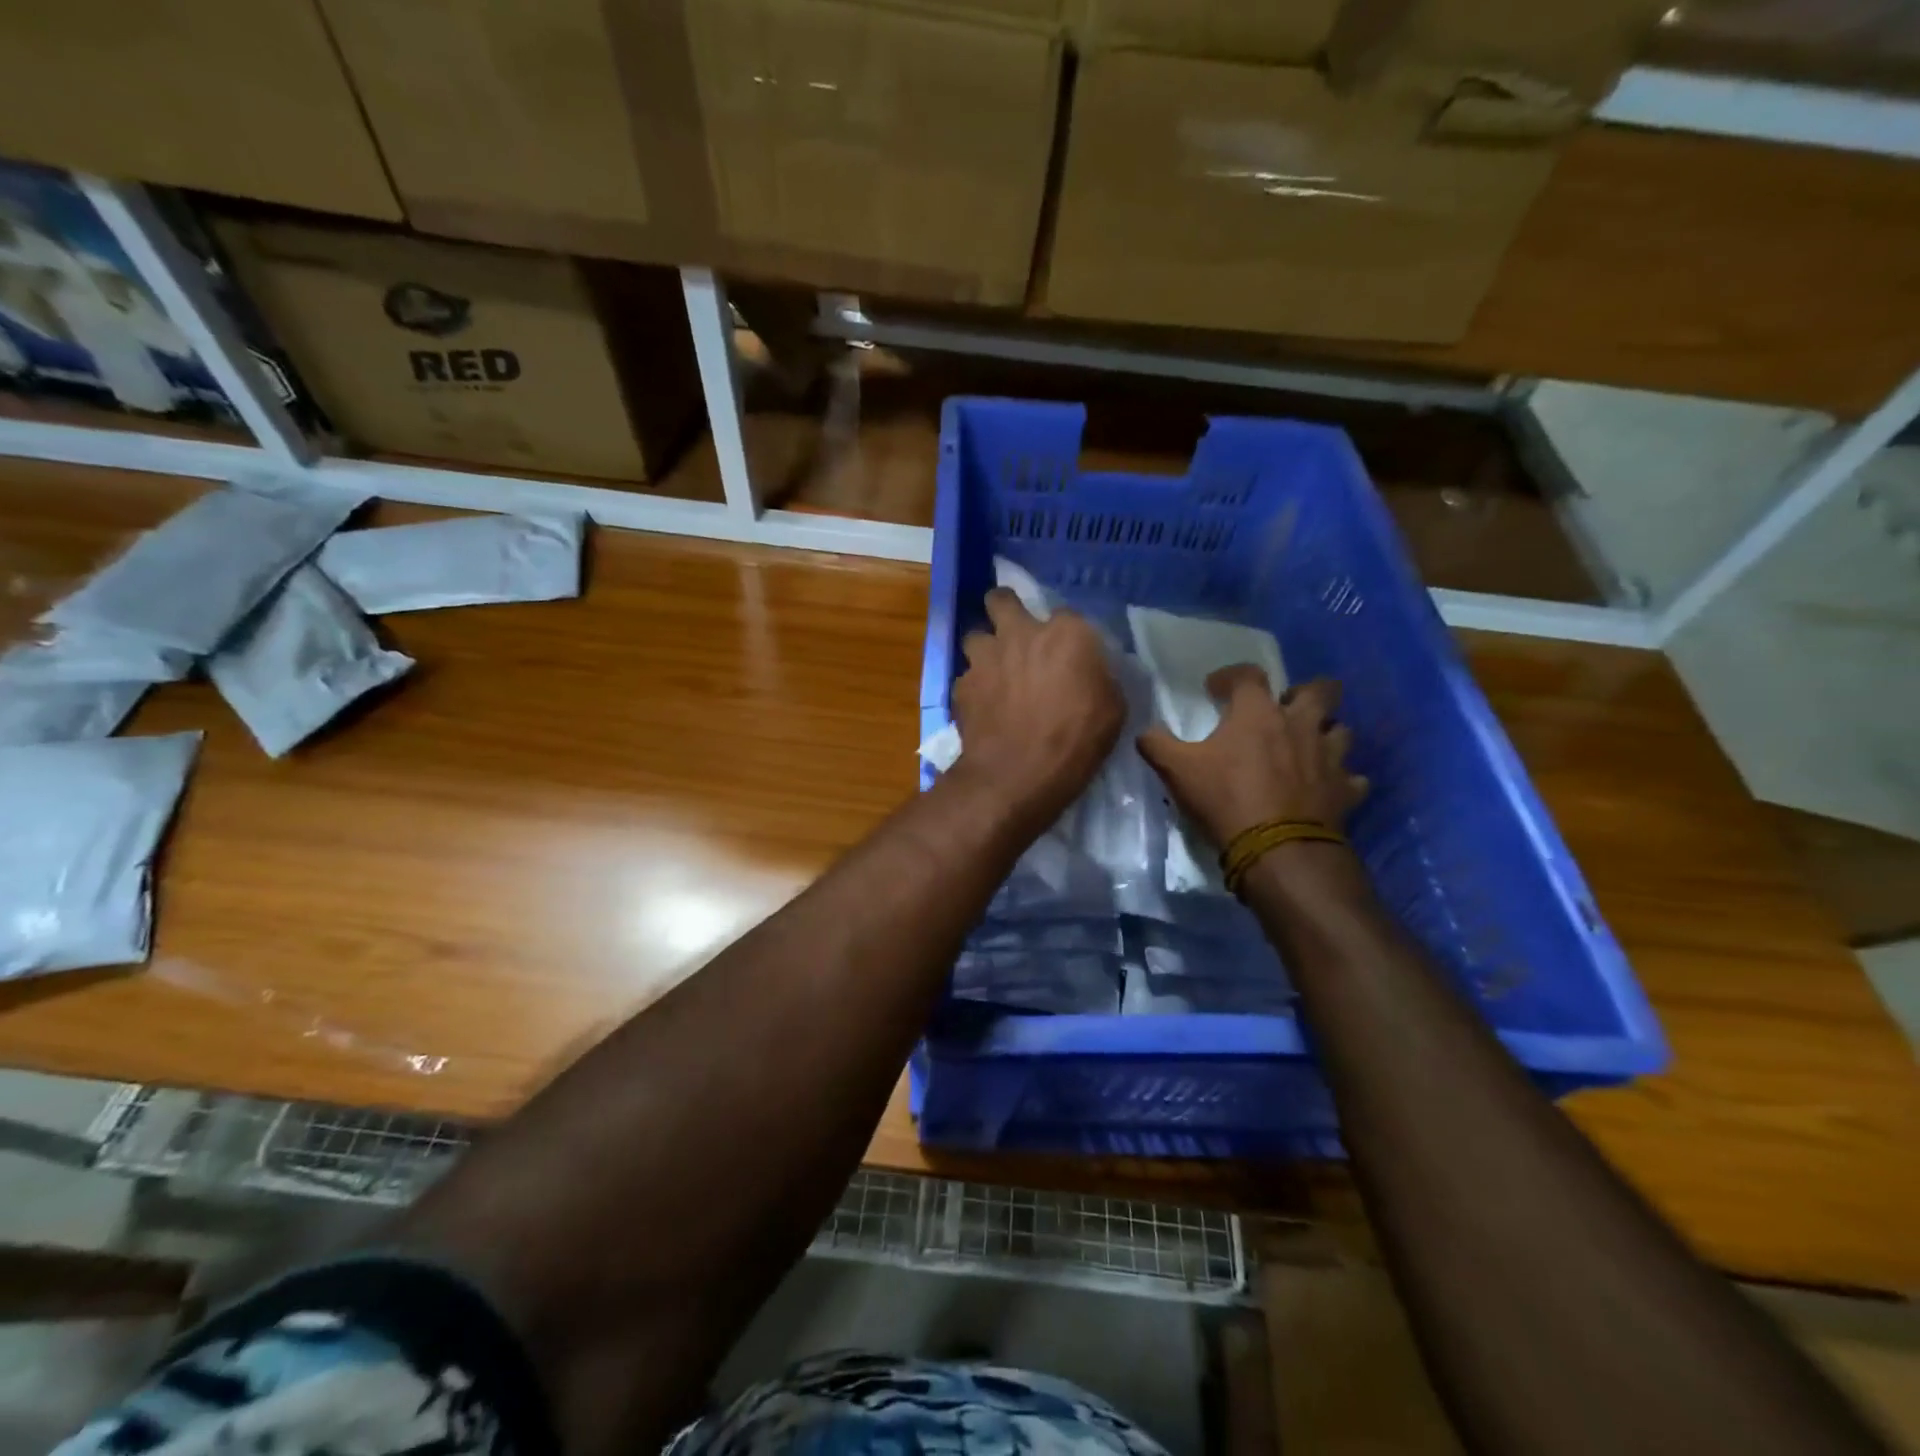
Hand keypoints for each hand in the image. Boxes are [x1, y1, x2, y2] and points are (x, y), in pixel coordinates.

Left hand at [949, 589, 1123, 825]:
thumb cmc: (1077, 741)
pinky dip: (974, 688)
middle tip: (1014, 633)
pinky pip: (966, 677)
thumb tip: (1090, 673)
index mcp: (1066, 633)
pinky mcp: (961, 685)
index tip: (1068, 653)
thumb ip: (1098, 677)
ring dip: (985, 650)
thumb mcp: (1112, 708)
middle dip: (1005, 610)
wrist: (1018, 774)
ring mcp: (985, 657)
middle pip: (1001, 600)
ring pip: (975, 636)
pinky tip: (983, 708)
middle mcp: (1020, 632)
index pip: (1066, 615)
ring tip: (994, 672)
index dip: (1066, 634)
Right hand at [1138, 669, 1367, 848]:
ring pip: (1341, 730)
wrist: (1277, 850)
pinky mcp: (1345, 790)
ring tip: (1307, 746)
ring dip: (1326, 734)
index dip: (1230, 676)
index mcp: (1258, 713)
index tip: (1216, 689)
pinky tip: (1327, 787)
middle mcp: (1300, 724)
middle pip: (1320, 689)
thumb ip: (1157, 744)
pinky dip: (1341, 780)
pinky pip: (1352, 778)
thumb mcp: (1176, 770)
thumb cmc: (1225, 799)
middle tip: (1284, 709)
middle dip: (1305, 692)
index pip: (1248, 674)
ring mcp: (1329, 757)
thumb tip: (1146, 731)